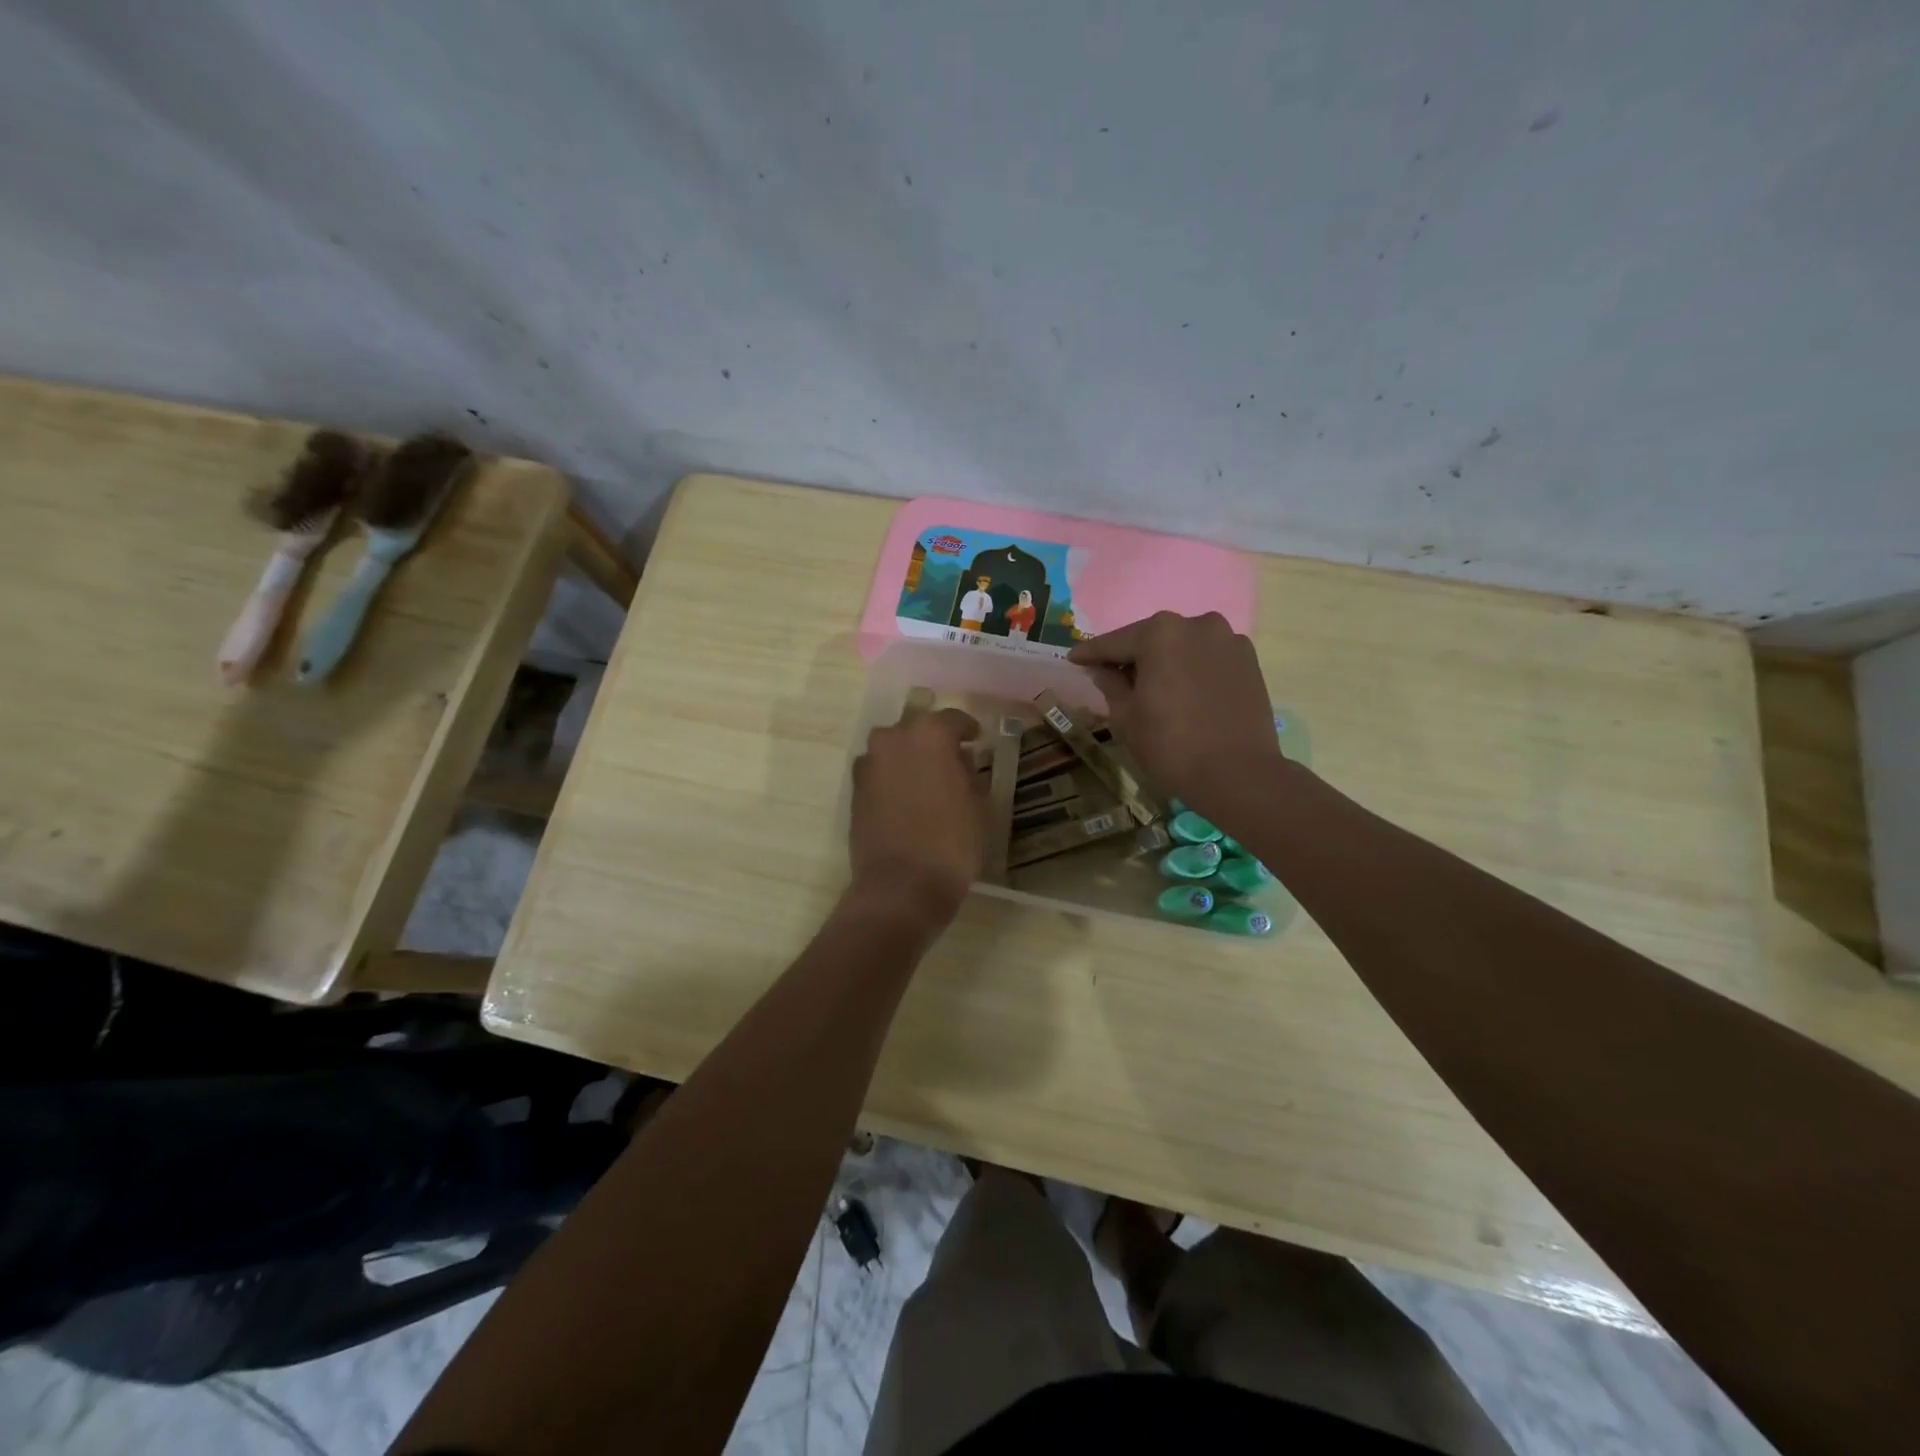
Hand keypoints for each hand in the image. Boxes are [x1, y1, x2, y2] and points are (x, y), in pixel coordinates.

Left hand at [849, 706, 986, 923]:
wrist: (901, 886)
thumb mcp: (979, 806)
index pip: (953, 720)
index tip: (976, 740)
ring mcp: (869, 763)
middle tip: (952, 761)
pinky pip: (879, 772)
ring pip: (894, 749)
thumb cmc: (951, 844)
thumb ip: (969, 774)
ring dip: (909, 758)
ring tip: (926, 781)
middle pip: (918, 729)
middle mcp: (894, 739)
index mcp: (930, 734)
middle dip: (934, 742)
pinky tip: (906, 799)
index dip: (968, 730)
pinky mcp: (854, 790)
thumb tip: (959, 762)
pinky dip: (892, 778)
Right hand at [1068, 612, 1285, 817]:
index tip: (1073, 659)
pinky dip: (1192, 668)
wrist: (1238, 774)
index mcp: (1160, 633)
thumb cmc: (1171, 746)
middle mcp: (1196, 624)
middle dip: (1131, 656)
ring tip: (1151, 685)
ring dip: (1164, 660)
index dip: (1090, 654)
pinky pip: (1208, 658)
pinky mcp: (1249, 660)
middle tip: (1111, 674)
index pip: (1114, 642)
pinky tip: (1184, 691)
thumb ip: (1110, 684)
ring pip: (1182, 646)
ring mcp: (1227, 640)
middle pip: (1152, 639)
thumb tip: (1104, 670)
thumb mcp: (1125, 717)